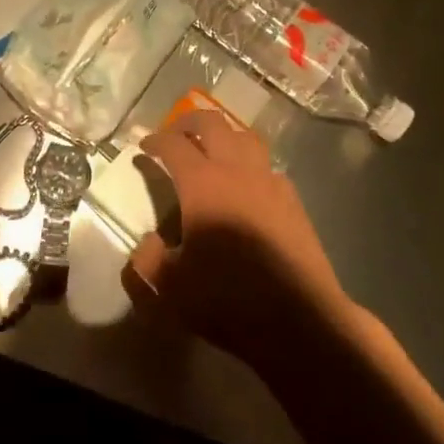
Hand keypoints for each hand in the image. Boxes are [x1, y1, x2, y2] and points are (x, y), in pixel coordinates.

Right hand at [123, 109, 350, 374]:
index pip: (173, 145)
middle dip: (188, 122)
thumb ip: (148, 261)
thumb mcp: (170, 289)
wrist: (300, 321)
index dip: (155, 140)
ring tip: (210, 148)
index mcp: (203, 184)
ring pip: (244, 136)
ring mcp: (269, 181)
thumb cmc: (229, 301)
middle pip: (212, 124)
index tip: (143, 146)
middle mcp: (237, 171)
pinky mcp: (292, 199)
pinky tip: (245, 184)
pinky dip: (248, 162)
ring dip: (222, 134)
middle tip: (174, 134)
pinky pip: (266, 165)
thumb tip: (147, 243)